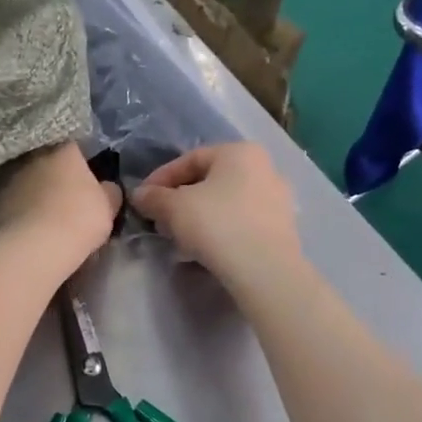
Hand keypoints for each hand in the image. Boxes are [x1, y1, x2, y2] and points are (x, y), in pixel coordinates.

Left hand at [0, 143, 121, 280]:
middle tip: (64, 195)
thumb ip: (109, 191)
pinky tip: (26, 226)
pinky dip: (18, 209)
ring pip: (24, 179)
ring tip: (43, 213)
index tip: (85, 178)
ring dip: (32, 190)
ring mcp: (6, 175)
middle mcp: (31, 154)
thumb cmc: (78, 220)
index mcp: (63, 147)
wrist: (32, 249)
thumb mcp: (108, 207)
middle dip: (53, 173)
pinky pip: (10, 200)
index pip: (74, 144)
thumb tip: (106, 187)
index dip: (81, 161)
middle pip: (45, 160)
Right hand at [131, 143, 300, 288]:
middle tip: (159, 218)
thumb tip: (140, 195)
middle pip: (209, 180)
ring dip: (198, 215)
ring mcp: (277, 198)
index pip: (190, 159)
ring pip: (225, 201)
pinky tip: (204, 247)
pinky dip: (219, 228)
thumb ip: (153, 197)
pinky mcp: (282, 227)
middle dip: (179, 198)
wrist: (265, 269)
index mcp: (239, 152)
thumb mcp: (174, 208)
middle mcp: (264, 167)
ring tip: (178, 235)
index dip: (160, 178)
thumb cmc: (217, 224)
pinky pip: (241, 220)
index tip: (143, 199)